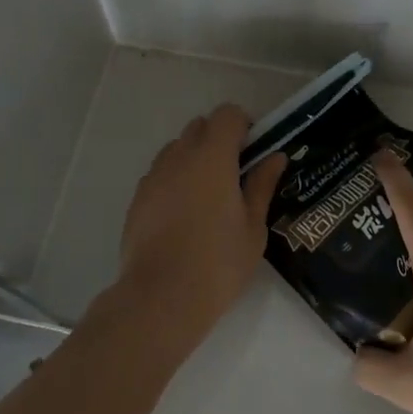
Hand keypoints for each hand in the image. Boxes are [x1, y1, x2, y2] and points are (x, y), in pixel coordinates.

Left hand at [114, 104, 287, 342]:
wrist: (161, 298)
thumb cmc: (218, 263)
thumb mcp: (253, 227)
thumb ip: (261, 185)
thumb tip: (274, 157)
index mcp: (213, 158)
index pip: (227, 115)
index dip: (243, 124)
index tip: (253, 150)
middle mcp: (180, 157)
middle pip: (199, 126)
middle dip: (218, 139)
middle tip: (235, 173)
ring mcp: (154, 177)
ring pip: (176, 149)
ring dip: (194, 158)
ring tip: (208, 196)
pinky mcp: (137, 198)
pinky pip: (160, 173)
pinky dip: (175, 179)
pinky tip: (184, 215)